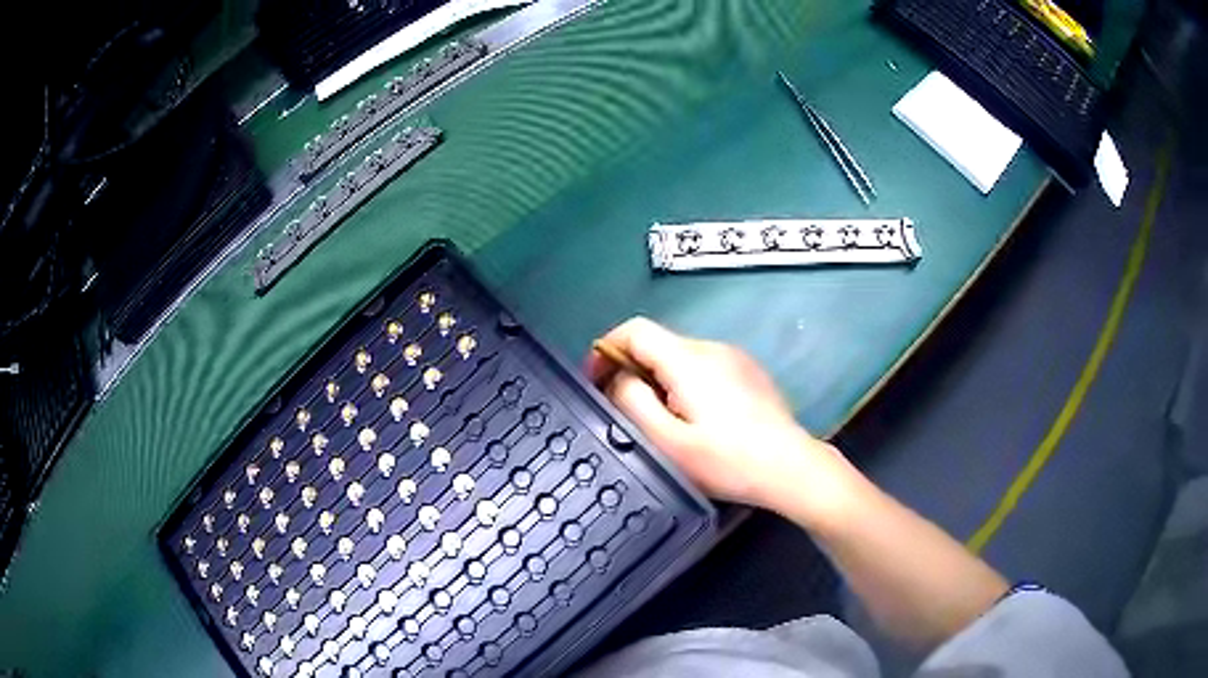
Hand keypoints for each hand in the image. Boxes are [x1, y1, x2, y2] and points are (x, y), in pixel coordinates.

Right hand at [586, 317, 855, 515]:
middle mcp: (711, 347)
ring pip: (681, 356)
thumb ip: (633, 402)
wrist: (790, 466)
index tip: (597, 380)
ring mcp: (734, 357)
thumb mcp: (669, 441)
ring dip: (661, 378)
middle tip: (629, 411)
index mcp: (687, 360)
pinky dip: (687, 383)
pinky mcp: (749, 371)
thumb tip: (618, 378)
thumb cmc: (727, 460)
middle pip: (658, 343)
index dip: (607, 349)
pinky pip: (705, 366)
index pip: (635, 330)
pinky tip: (699, 419)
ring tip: (665, 421)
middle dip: (633, 370)